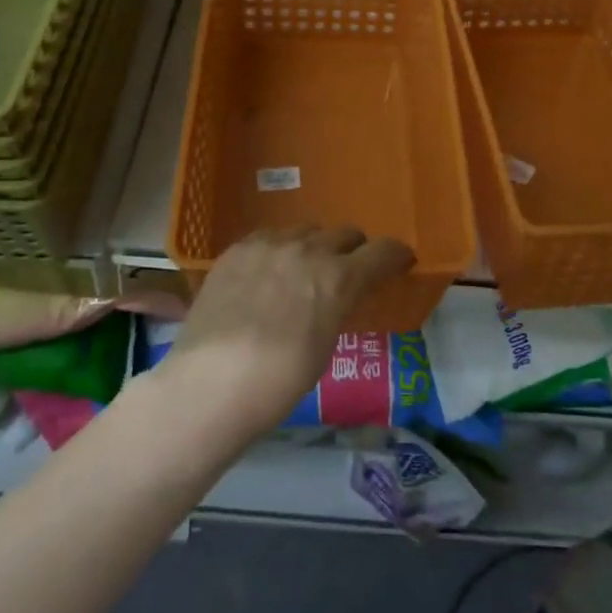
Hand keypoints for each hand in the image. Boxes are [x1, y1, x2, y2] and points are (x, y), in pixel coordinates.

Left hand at [154, 226, 413, 447]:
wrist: (211, 382)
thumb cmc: (278, 381)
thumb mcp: (324, 347)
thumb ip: (335, 309)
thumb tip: (333, 299)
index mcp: (339, 278)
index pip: (382, 252)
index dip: (395, 256)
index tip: (399, 262)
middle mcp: (309, 250)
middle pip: (344, 233)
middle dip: (352, 250)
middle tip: (346, 270)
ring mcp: (269, 244)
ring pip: (305, 230)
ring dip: (313, 246)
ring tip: (301, 271)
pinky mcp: (237, 248)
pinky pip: (269, 236)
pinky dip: (278, 249)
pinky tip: (266, 272)